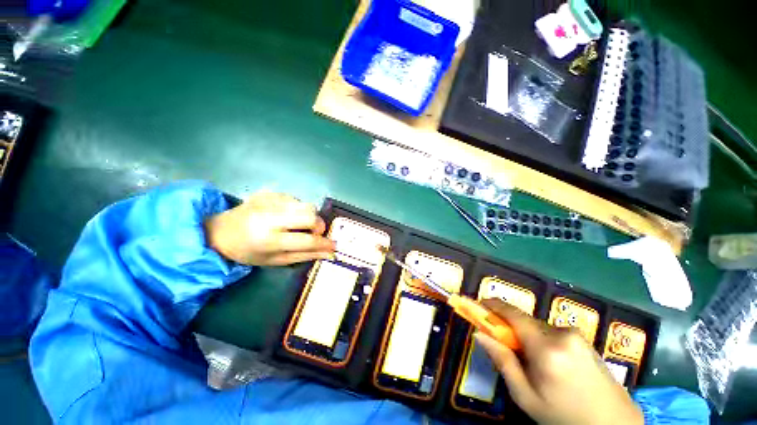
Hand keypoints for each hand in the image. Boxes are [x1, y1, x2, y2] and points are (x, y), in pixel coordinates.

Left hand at [204, 191, 335, 265]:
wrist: (220, 232)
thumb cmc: (249, 252)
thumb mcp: (276, 260)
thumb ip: (305, 255)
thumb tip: (330, 253)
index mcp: (270, 240)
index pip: (307, 239)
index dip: (324, 242)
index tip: (334, 245)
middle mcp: (270, 217)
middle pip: (310, 214)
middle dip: (318, 225)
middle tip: (313, 232)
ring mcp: (269, 201)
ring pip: (306, 204)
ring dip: (308, 216)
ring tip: (296, 224)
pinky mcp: (269, 192)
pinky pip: (296, 199)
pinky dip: (297, 208)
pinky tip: (285, 215)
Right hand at [475, 299, 642, 424]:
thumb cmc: (564, 417)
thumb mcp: (526, 397)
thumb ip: (502, 361)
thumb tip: (479, 333)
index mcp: (547, 349)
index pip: (513, 314)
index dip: (493, 305)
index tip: (479, 304)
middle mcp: (563, 334)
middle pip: (524, 320)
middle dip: (509, 327)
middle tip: (504, 346)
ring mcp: (577, 335)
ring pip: (538, 326)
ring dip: (527, 335)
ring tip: (532, 362)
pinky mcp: (585, 338)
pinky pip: (552, 331)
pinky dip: (542, 339)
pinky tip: (550, 362)